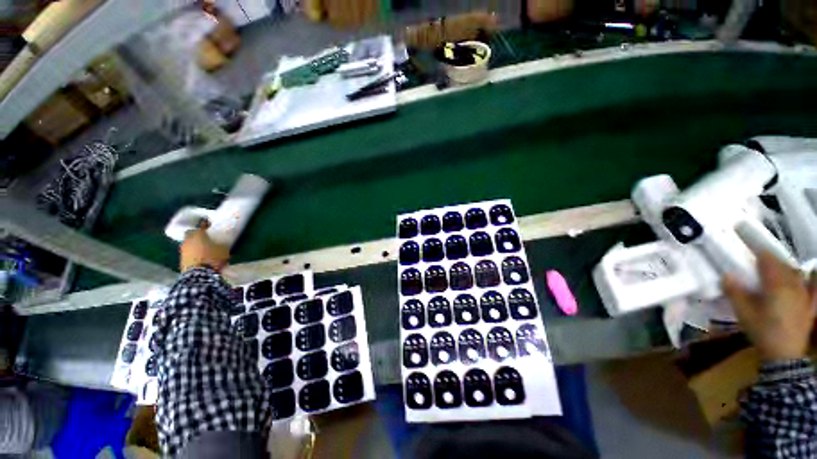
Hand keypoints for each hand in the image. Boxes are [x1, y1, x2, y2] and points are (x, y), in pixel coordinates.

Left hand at [180, 220, 229, 272]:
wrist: (199, 274)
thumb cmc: (213, 257)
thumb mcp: (223, 249)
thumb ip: (222, 243)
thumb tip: (223, 241)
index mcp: (198, 235)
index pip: (201, 226)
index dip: (206, 225)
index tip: (209, 224)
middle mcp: (188, 240)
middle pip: (191, 234)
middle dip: (197, 235)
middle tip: (205, 237)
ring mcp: (183, 250)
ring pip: (189, 243)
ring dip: (194, 244)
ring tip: (203, 247)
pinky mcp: (182, 260)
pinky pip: (188, 252)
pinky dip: (193, 252)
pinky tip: (200, 255)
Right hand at [723, 251, 816, 361]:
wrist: (784, 356)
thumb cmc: (762, 332)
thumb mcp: (744, 314)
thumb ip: (735, 293)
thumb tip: (726, 275)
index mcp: (776, 284)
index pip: (768, 260)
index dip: (758, 253)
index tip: (747, 249)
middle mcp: (793, 285)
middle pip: (783, 265)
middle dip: (771, 261)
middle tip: (758, 261)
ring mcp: (804, 295)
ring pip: (796, 274)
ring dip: (785, 269)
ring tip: (776, 270)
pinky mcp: (809, 305)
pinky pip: (812, 288)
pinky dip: (809, 280)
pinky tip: (808, 277)